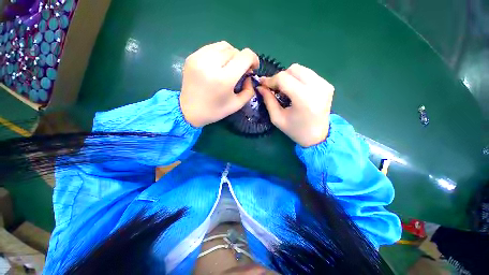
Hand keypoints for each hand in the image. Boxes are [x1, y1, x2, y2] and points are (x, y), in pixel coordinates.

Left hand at [180, 41, 258, 126]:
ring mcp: (199, 58)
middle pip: (234, 50)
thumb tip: (249, 76)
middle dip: (242, 60)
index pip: (245, 56)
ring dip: (231, 55)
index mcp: (223, 79)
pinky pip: (212, 48)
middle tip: (241, 71)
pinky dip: (219, 54)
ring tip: (230, 67)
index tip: (253, 68)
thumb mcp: (237, 105)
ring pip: (223, 46)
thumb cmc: (215, 111)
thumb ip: (249, 90)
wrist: (189, 111)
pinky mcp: (192, 56)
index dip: (253, 59)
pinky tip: (218, 66)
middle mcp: (211, 64)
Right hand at [257, 64, 333, 146]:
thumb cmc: (295, 130)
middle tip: (274, 88)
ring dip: (289, 77)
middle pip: (293, 69)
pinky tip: (295, 90)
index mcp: (304, 99)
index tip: (262, 84)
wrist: (318, 137)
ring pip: (301, 69)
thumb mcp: (277, 118)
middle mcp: (317, 87)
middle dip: (280, 77)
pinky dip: (298, 79)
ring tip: (284, 90)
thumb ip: (268, 100)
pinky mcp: (328, 84)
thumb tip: (260, 86)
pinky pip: (308, 74)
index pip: (283, 78)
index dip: (270, 80)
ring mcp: (325, 84)